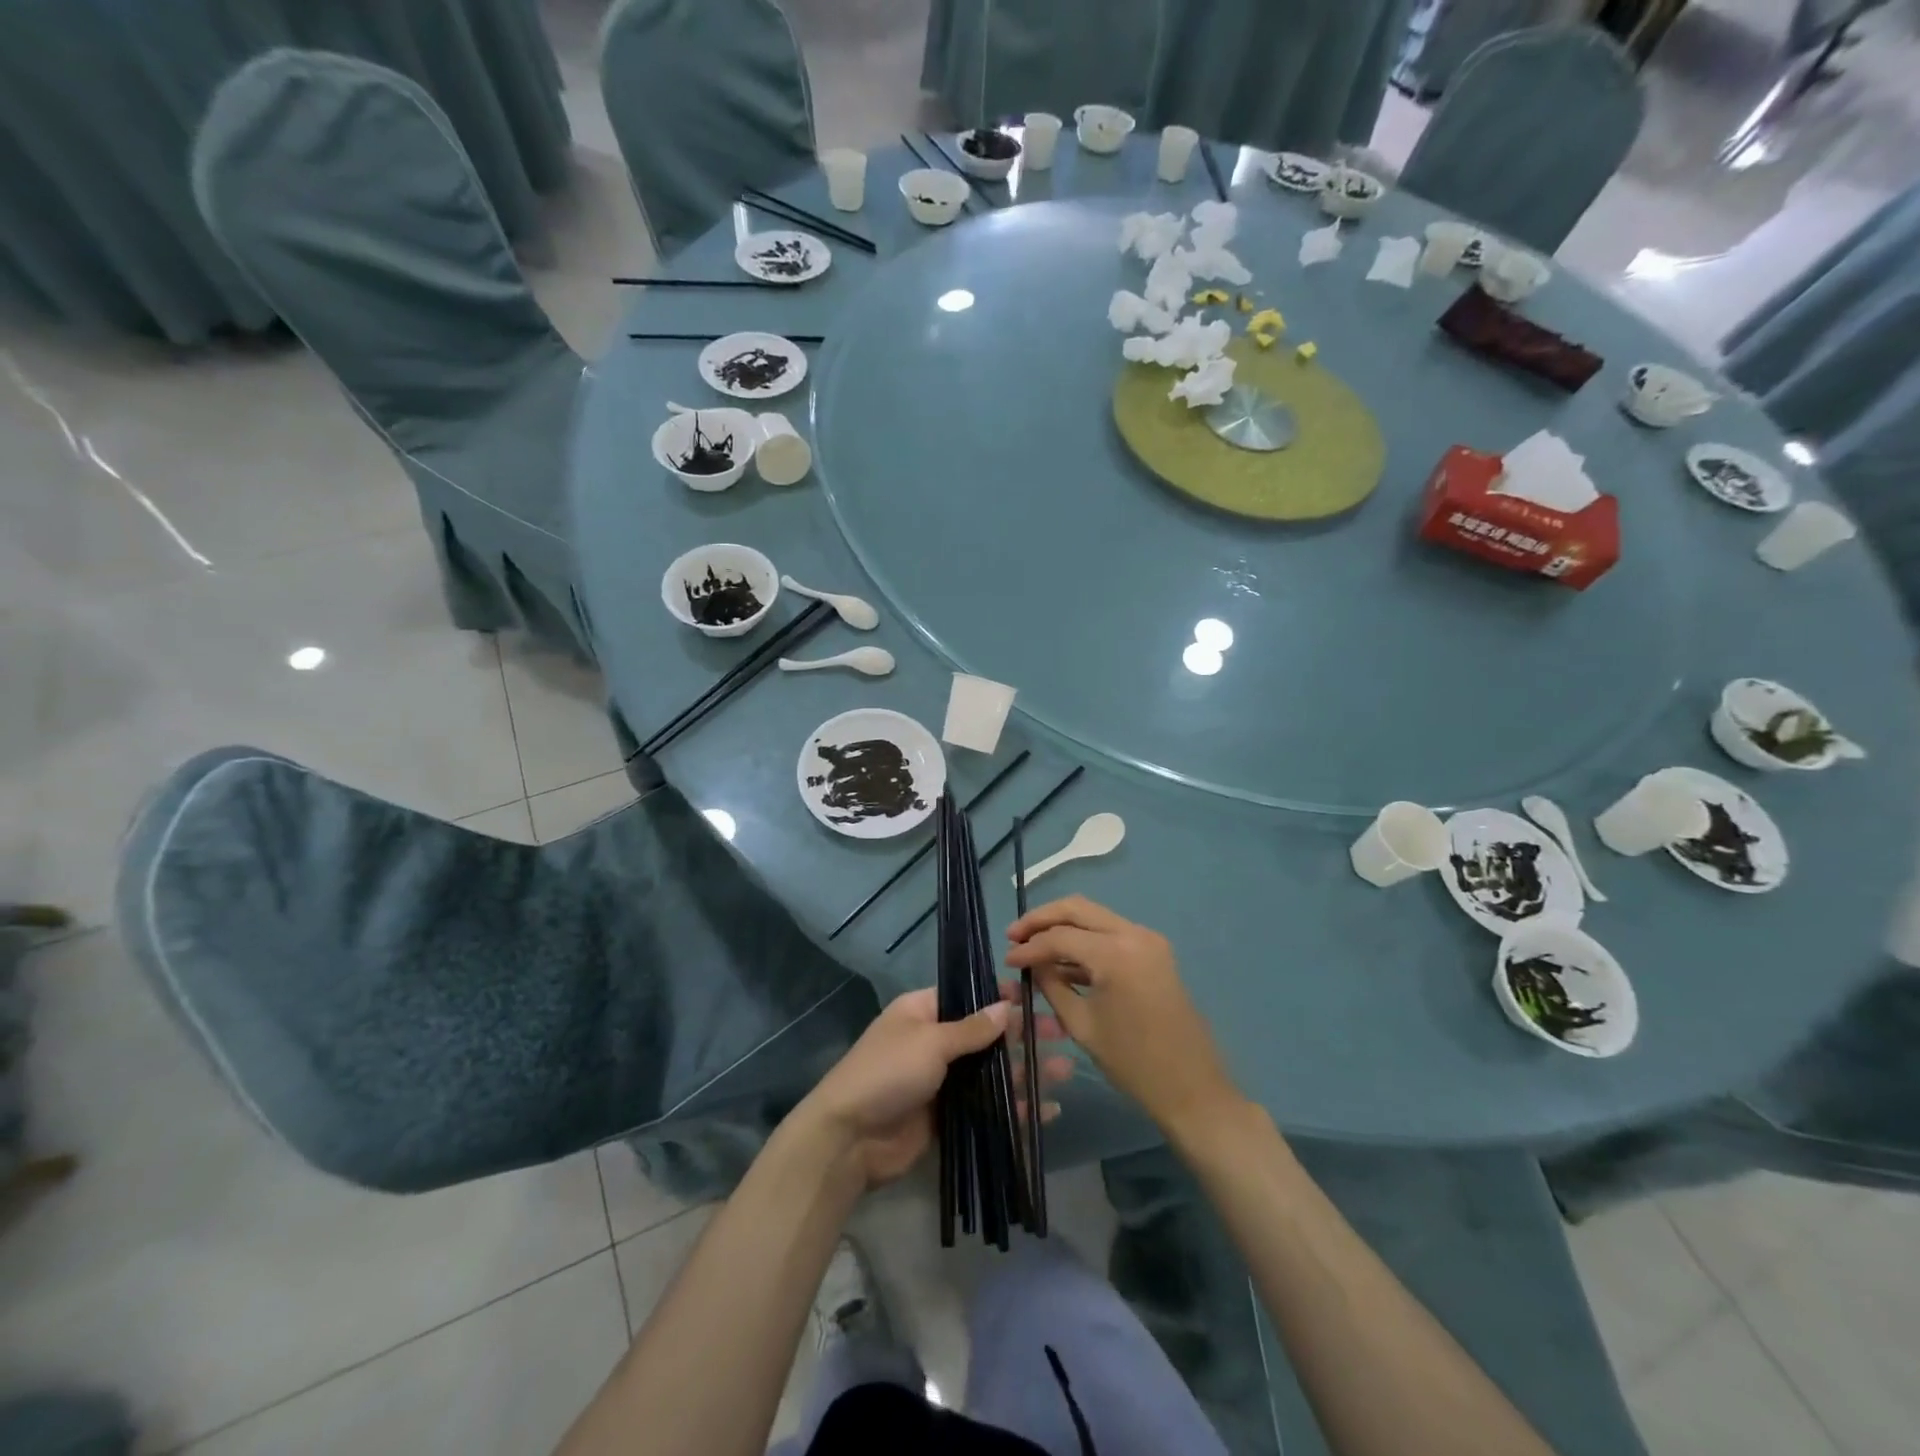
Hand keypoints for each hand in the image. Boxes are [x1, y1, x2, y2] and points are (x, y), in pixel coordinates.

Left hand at [799, 986, 1071, 1189]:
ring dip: (1026, 1072)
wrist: (849, 1139)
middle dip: (1023, 1036)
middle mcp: (935, 1042)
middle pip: (987, 1035)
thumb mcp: (930, 1041)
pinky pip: (988, 1107)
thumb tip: (1006, 1005)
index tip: (1037, 996)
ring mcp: (943, 1081)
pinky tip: (1046, 1111)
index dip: (1002, 995)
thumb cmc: (887, 1073)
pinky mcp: (949, 1117)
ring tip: (1066, 1071)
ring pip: (992, 1073)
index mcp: (923, 1011)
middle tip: (1062, 1034)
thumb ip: (972, 1028)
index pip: (969, 996)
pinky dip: (1014, 1109)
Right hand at [1006, 896, 1238, 1134]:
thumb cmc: (1133, 1063)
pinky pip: (1111, 933)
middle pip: (1077, 909)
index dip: (1029, 947)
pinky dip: (1085, 939)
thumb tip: (1031, 964)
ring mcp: (1148, 939)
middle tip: (1014, 935)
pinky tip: (1062, 958)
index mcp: (1116, 953)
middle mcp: (1134, 934)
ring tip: (1032, 945)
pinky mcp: (1154, 951)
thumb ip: (1052, 985)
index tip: (1006, 960)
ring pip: (1094, 916)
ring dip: (1063, 926)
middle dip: (1042, 919)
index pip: (1060, 937)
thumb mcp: (1081, 1024)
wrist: (1192, 1088)